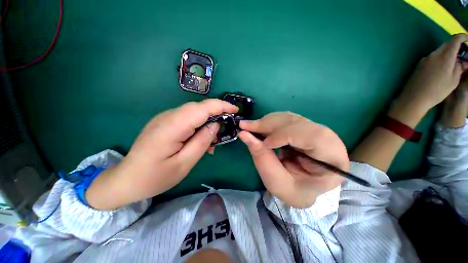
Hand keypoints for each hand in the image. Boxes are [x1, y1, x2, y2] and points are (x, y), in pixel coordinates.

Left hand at [86, 99, 237, 209]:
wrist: (126, 180)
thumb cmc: (155, 177)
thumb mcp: (184, 163)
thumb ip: (202, 141)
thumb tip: (216, 125)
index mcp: (173, 126)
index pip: (202, 108)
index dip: (221, 106)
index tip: (236, 110)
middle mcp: (168, 116)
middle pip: (199, 107)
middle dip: (217, 114)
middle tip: (225, 130)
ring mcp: (165, 118)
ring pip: (194, 112)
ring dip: (207, 122)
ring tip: (211, 142)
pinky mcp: (165, 122)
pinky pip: (187, 119)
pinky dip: (198, 126)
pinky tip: (199, 140)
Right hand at [239, 112, 348, 207]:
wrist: (303, 189)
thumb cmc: (294, 192)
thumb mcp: (277, 183)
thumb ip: (262, 158)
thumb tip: (244, 134)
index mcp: (332, 159)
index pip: (313, 137)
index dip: (285, 135)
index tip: (264, 143)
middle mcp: (328, 139)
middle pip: (298, 122)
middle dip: (270, 124)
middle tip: (246, 126)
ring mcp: (315, 130)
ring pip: (289, 117)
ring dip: (267, 121)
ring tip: (250, 126)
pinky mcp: (303, 128)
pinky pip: (285, 119)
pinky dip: (269, 121)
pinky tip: (259, 126)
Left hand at [398, 34, 467, 111]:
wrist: (414, 98)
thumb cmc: (437, 91)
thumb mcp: (454, 80)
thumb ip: (459, 67)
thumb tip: (463, 60)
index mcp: (444, 56)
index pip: (455, 40)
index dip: (463, 37)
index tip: (467, 39)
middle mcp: (433, 54)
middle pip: (446, 44)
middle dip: (456, 46)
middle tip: (462, 54)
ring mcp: (425, 59)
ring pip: (439, 51)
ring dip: (447, 53)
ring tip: (453, 62)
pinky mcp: (419, 65)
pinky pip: (432, 57)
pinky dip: (440, 58)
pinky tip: (442, 68)